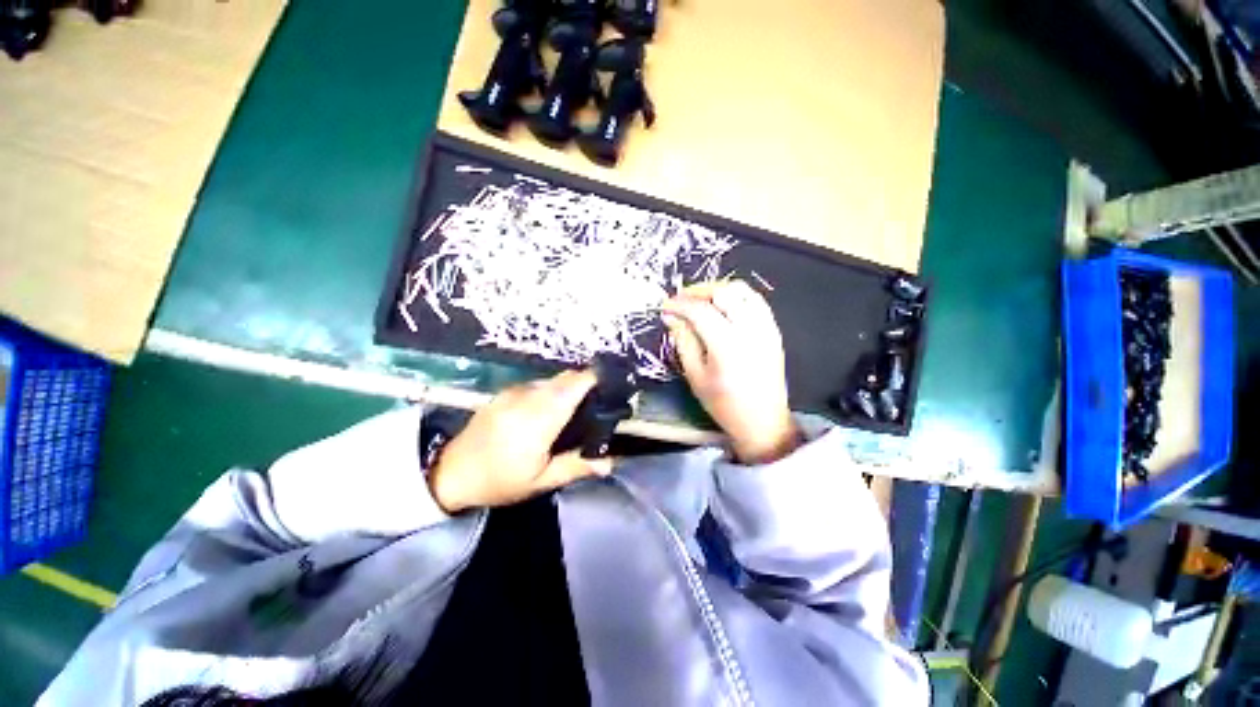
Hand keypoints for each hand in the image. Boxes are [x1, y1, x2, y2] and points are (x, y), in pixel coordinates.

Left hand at [428, 370, 612, 512]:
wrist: (450, 473)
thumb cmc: (499, 481)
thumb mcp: (540, 481)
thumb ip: (577, 466)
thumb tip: (610, 463)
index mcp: (539, 418)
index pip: (574, 384)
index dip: (595, 379)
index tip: (612, 387)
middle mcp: (528, 396)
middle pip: (566, 377)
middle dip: (586, 383)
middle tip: (598, 403)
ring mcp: (514, 391)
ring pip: (552, 379)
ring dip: (568, 387)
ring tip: (577, 408)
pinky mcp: (505, 392)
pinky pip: (537, 384)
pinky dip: (552, 390)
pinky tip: (551, 410)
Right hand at [662, 280, 799, 463]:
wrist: (763, 421)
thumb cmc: (724, 404)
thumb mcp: (695, 376)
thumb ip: (683, 341)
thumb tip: (671, 316)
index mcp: (727, 346)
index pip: (700, 311)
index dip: (679, 304)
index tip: (665, 306)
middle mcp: (750, 330)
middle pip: (723, 292)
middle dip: (698, 291)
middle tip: (681, 300)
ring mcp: (766, 328)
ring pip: (742, 291)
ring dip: (718, 290)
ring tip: (700, 300)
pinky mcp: (774, 330)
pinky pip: (756, 300)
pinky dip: (736, 296)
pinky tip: (723, 306)